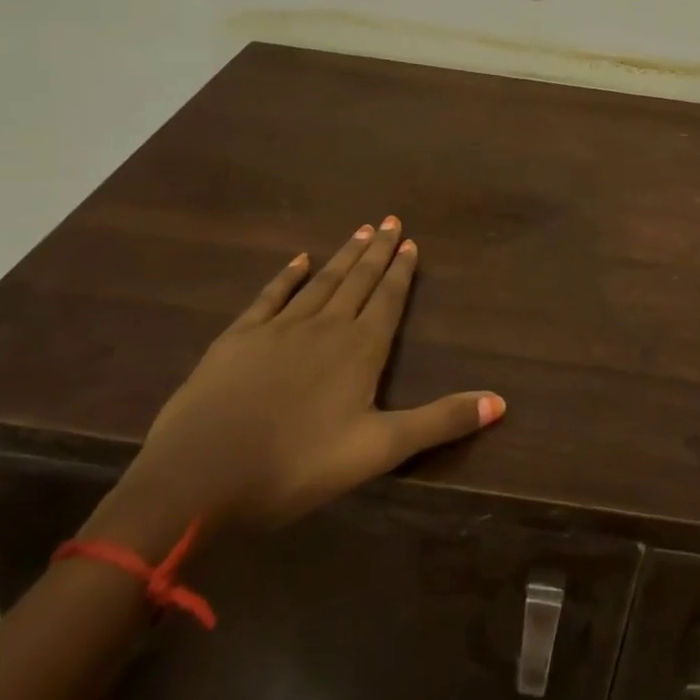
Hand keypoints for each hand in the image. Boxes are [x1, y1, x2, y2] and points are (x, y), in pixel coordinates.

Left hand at [109, 219, 503, 535]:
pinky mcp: (238, 338)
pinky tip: (299, 259)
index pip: (387, 300)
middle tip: (391, 220)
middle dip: (377, 251)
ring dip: (343, 256)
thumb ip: (439, 422)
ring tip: (360, 230)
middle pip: (357, 281)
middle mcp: (324, 327)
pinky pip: (271, 295)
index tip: (410, 242)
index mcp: (359, 350)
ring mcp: (278, 328)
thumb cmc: (296, 467)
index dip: (401, 272)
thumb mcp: (378, 450)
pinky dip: (288, 275)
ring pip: (321, 281)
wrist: (198, 478)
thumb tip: (500, 401)